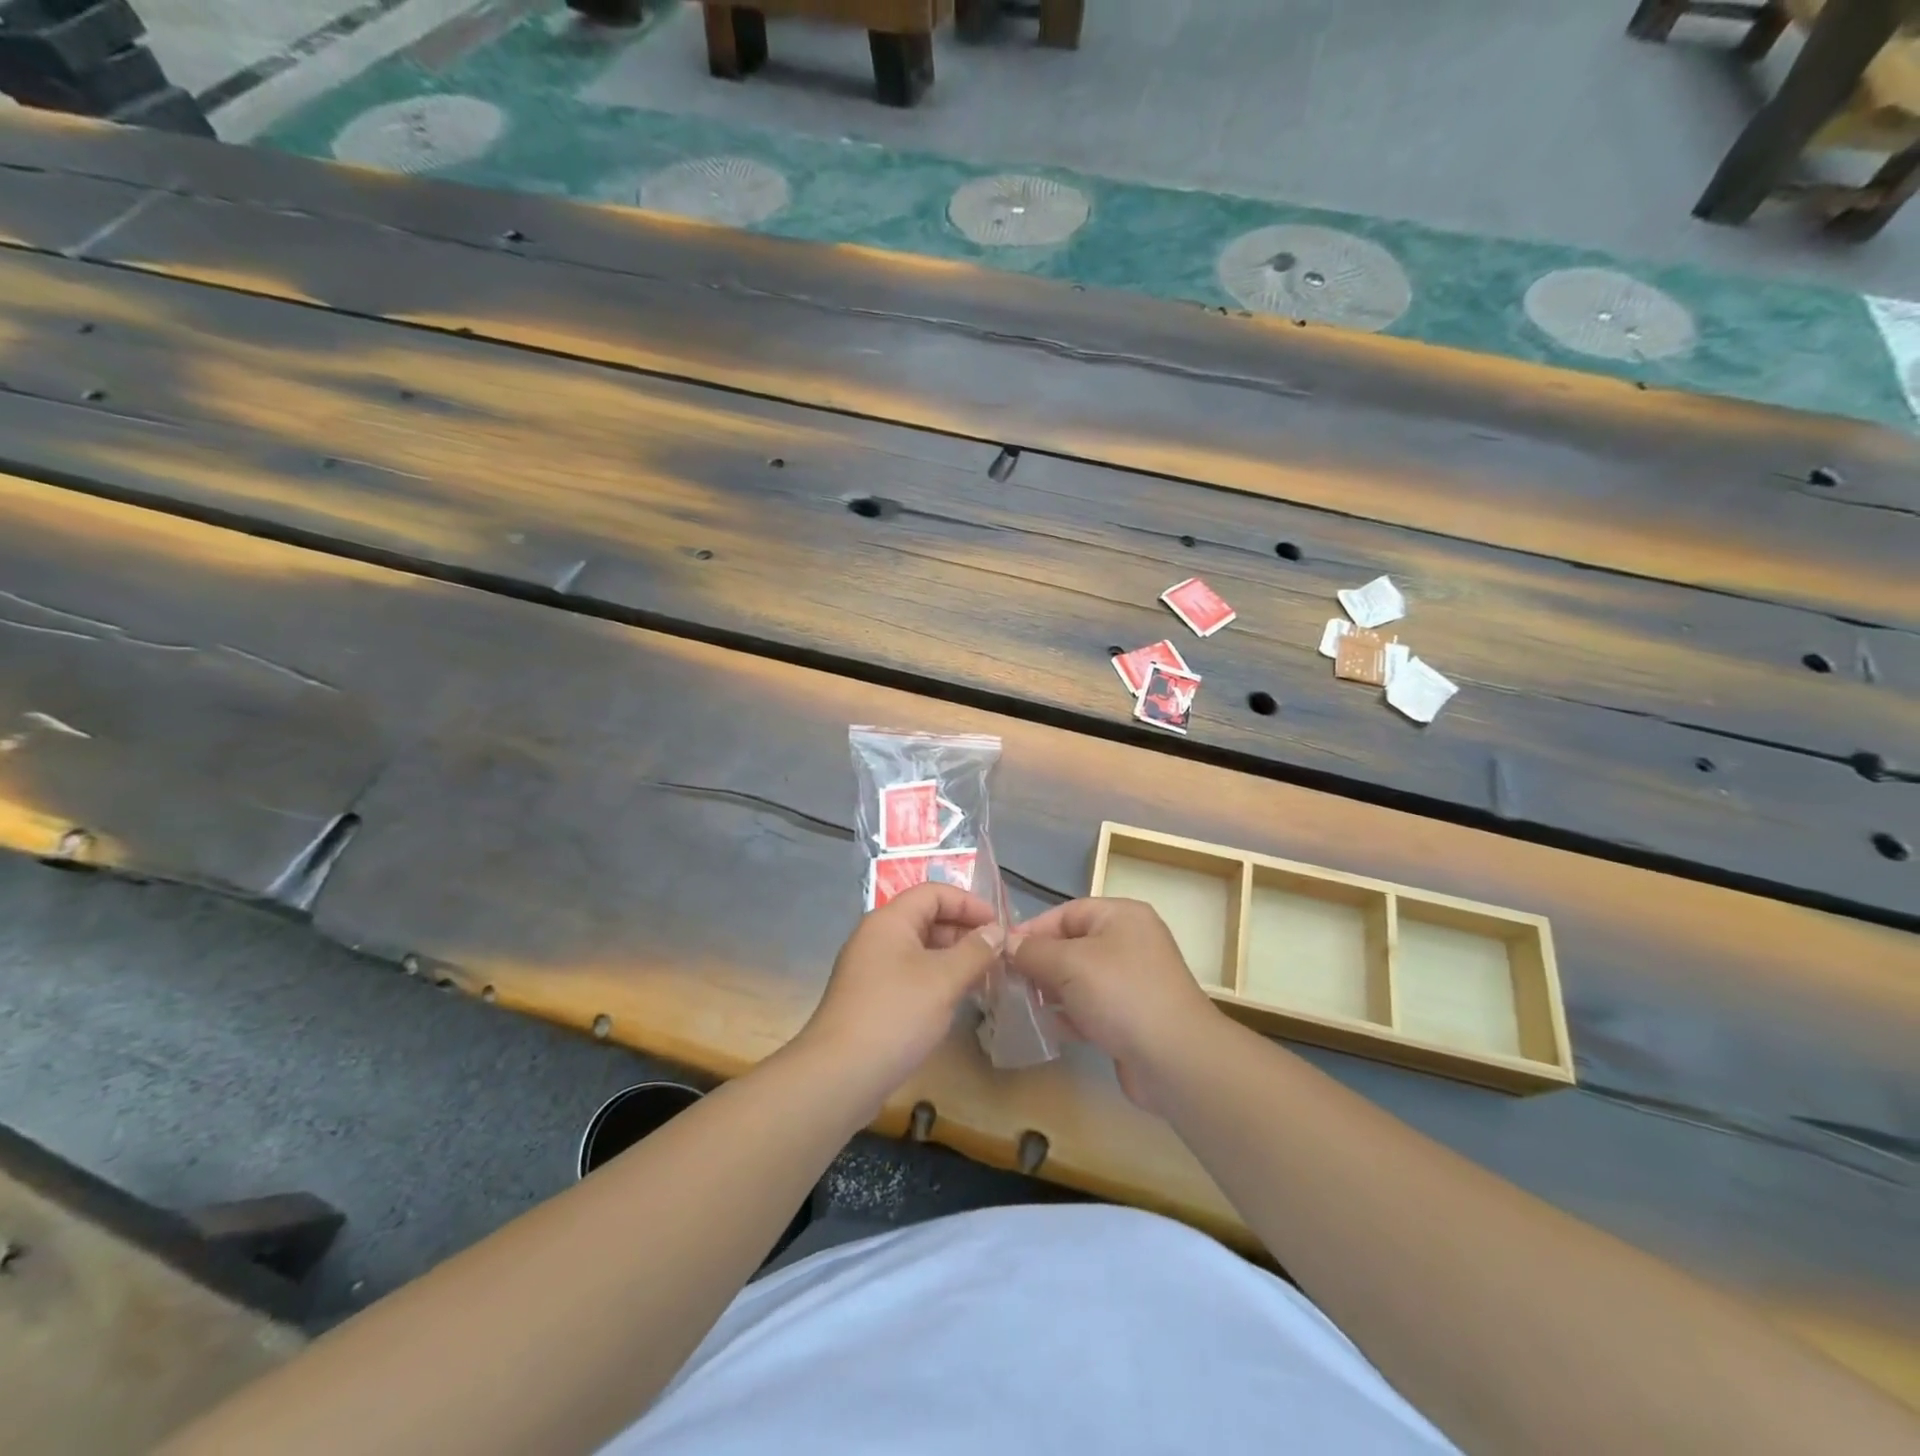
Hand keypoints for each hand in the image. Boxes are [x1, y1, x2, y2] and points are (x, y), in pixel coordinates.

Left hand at [798, 882, 1002, 1104]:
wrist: (840, 1075)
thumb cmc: (896, 1015)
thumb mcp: (944, 980)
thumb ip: (975, 951)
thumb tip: (996, 931)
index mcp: (889, 920)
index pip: (933, 892)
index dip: (968, 902)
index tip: (999, 925)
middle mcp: (876, 937)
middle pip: (926, 918)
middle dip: (964, 931)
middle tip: (998, 954)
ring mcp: (870, 969)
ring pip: (919, 949)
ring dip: (953, 957)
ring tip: (985, 976)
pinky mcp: (871, 998)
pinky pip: (910, 974)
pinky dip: (936, 979)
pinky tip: (957, 999)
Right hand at [1010, 898, 1222, 1110]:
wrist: (1174, 1059)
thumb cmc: (1120, 994)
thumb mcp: (1068, 963)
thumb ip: (1032, 951)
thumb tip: (1006, 944)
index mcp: (1121, 916)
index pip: (1066, 913)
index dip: (1032, 930)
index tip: (1000, 952)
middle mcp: (1130, 942)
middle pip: (1072, 945)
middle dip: (1039, 963)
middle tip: (1006, 982)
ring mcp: (1133, 982)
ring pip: (1080, 979)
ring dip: (1051, 991)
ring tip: (1020, 1005)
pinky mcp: (1132, 1017)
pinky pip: (1092, 1007)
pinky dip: (1070, 1015)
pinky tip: (1048, 1028)